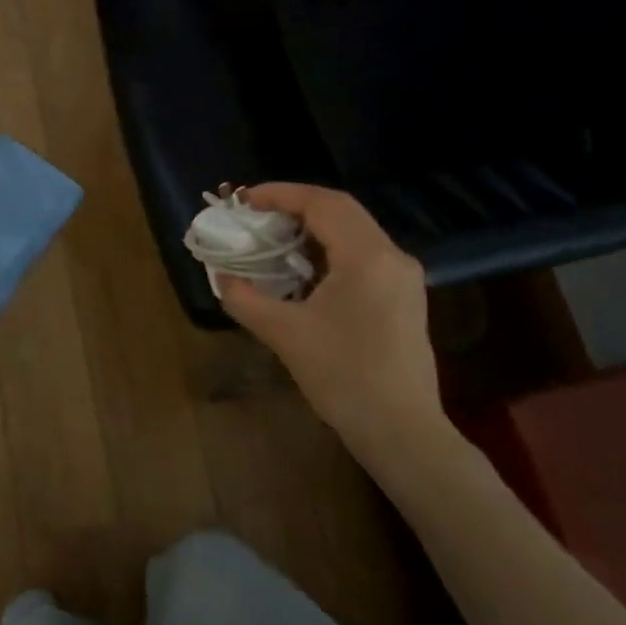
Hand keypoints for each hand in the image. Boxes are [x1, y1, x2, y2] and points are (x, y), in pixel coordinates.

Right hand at [218, 184, 445, 465]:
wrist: (401, 430)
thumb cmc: (343, 377)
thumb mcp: (285, 334)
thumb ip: (245, 299)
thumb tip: (221, 277)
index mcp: (368, 257)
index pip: (323, 203)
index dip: (281, 194)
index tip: (245, 200)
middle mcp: (392, 256)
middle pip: (341, 210)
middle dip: (295, 206)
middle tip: (255, 215)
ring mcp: (403, 277)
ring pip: (354, 231)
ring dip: (313, 227)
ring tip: (274, 238)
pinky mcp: (404, 297)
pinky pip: (363, 254)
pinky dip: (329, 249)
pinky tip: (304, 269)